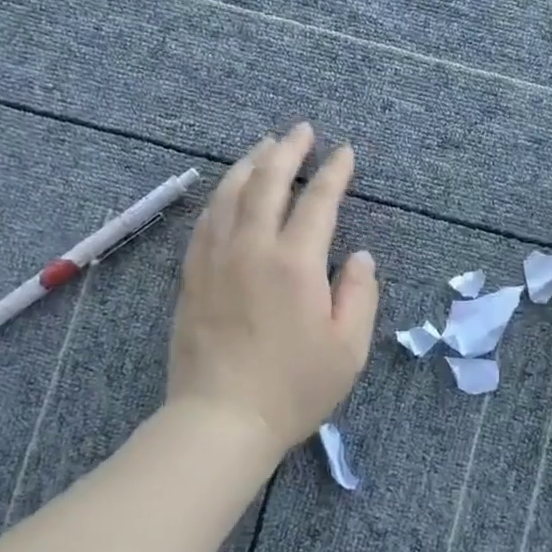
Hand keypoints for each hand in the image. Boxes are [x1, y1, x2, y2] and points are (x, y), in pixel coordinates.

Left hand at [166, 122, 378, 461]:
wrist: (221, 419)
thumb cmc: (293, 388)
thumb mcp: (348, 348)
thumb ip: (359, 294)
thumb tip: (359, 256)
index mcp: (295, 263)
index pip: (318, 201)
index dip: (334, 172)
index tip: (345, 152)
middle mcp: (252, 249)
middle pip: (267, 182)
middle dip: (287, 151)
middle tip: (302, 131)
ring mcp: (215, 259)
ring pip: (229, 194)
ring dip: (250, 164)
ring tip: (265, 146)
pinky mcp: (192, 276)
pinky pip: (205, 220)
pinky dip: (221, 195)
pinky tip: (228, 190)